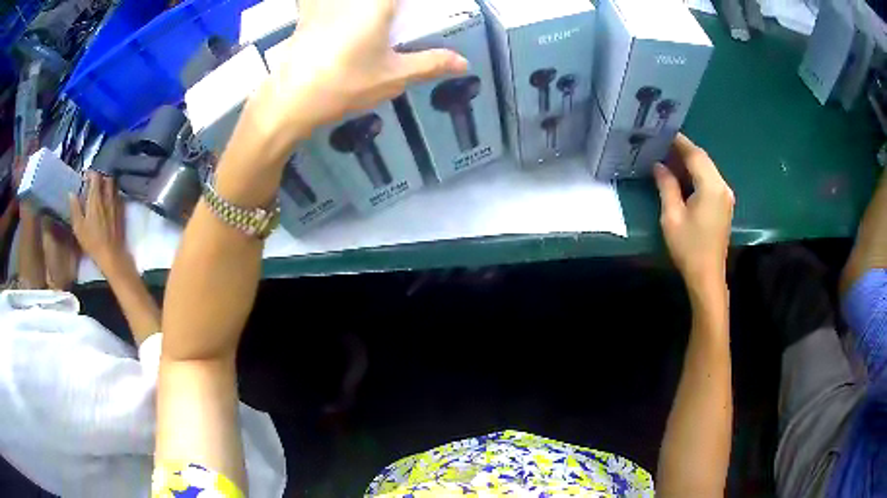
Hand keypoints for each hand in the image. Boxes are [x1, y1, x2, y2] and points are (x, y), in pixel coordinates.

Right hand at [68, 172, 129, 270]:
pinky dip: (113, 194)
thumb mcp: (78, 227)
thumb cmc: (92, 242)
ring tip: (100, 191)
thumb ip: (75, 208)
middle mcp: (108, 197)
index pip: (96, 177)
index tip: (84, 177)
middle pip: (107, 178)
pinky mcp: (121, 212)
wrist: (111, 254)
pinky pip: (118, 196)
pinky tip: (108, 201)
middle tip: (93, 184)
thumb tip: (72, 193)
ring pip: (114, 186)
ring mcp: (116, 204)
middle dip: (100, 177)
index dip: (90, 174)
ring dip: (107, 184)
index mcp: (96, 198)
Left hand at [257, 0, 467, 140]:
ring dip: (365, 8)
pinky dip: (326, 7)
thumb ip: (430, 64)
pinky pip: (317, 2)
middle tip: (398, 19)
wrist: (290, 101)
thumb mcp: (393, 77)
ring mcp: (323, 4)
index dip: (410, 6)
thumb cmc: (344, 85)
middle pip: (376, 0)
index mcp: (376, 4)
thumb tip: (463, 62)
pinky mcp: (305, 16)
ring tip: (377, 30)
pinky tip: (332, 13)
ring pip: (347, 2)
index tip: (416, 13)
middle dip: (391, 8)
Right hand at [654, 134, 734, 291]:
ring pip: (707, 169)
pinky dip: (696, 174)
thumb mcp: (672, 216)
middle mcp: (722, 187)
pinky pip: (710, 180)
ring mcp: (726, 196)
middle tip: (661, 145)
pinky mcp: (724, 205)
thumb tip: (659, 166)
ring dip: (690, 162)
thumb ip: (667, 186)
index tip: (662, 133)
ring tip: (668, 158)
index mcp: (711, 187)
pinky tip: (683, 176)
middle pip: (703, 159)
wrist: (707, 276)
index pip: (695, 155)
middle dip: (683, 150)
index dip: (678, 142)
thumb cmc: (688, 248)